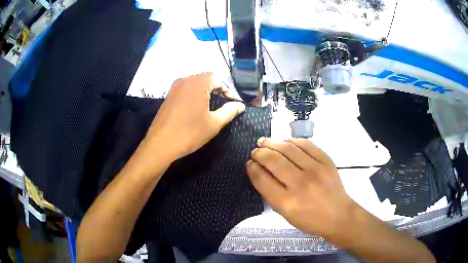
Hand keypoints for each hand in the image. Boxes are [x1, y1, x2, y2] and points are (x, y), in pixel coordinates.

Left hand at [143, 73, 244, 160]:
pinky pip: (186, 90)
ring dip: (206, 92)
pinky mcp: (168, 96)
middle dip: (218, 89)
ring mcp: (174, 88)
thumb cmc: (190, 133)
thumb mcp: (214, 123)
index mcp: (198, 83)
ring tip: (214, 105)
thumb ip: (229, 111)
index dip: (229, 90)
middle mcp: (185, 80)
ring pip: (195, 84)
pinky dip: (195, 95)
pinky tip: (198, 108)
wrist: (160, 144)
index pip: (218, 78)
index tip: (234, 103)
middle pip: (206, 79)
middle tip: (226, 103)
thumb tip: (240, 105)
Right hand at [247, 138, 356, 239]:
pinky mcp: (326, 161)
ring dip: (272, 142)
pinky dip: (292, 141)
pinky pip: (306, 145)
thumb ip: (272, 194)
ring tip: (264, 141)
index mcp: (287, 202)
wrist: (339, 216)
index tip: (249, 163)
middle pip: (274, 160)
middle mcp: (300, 184)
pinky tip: (285, 142)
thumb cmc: (310, 220)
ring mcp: (315, 170)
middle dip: (260, 153)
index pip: (263, 179)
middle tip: (255, 151)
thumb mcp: (286, 215)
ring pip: (288, 148)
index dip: (253, 168)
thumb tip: (261, 172)